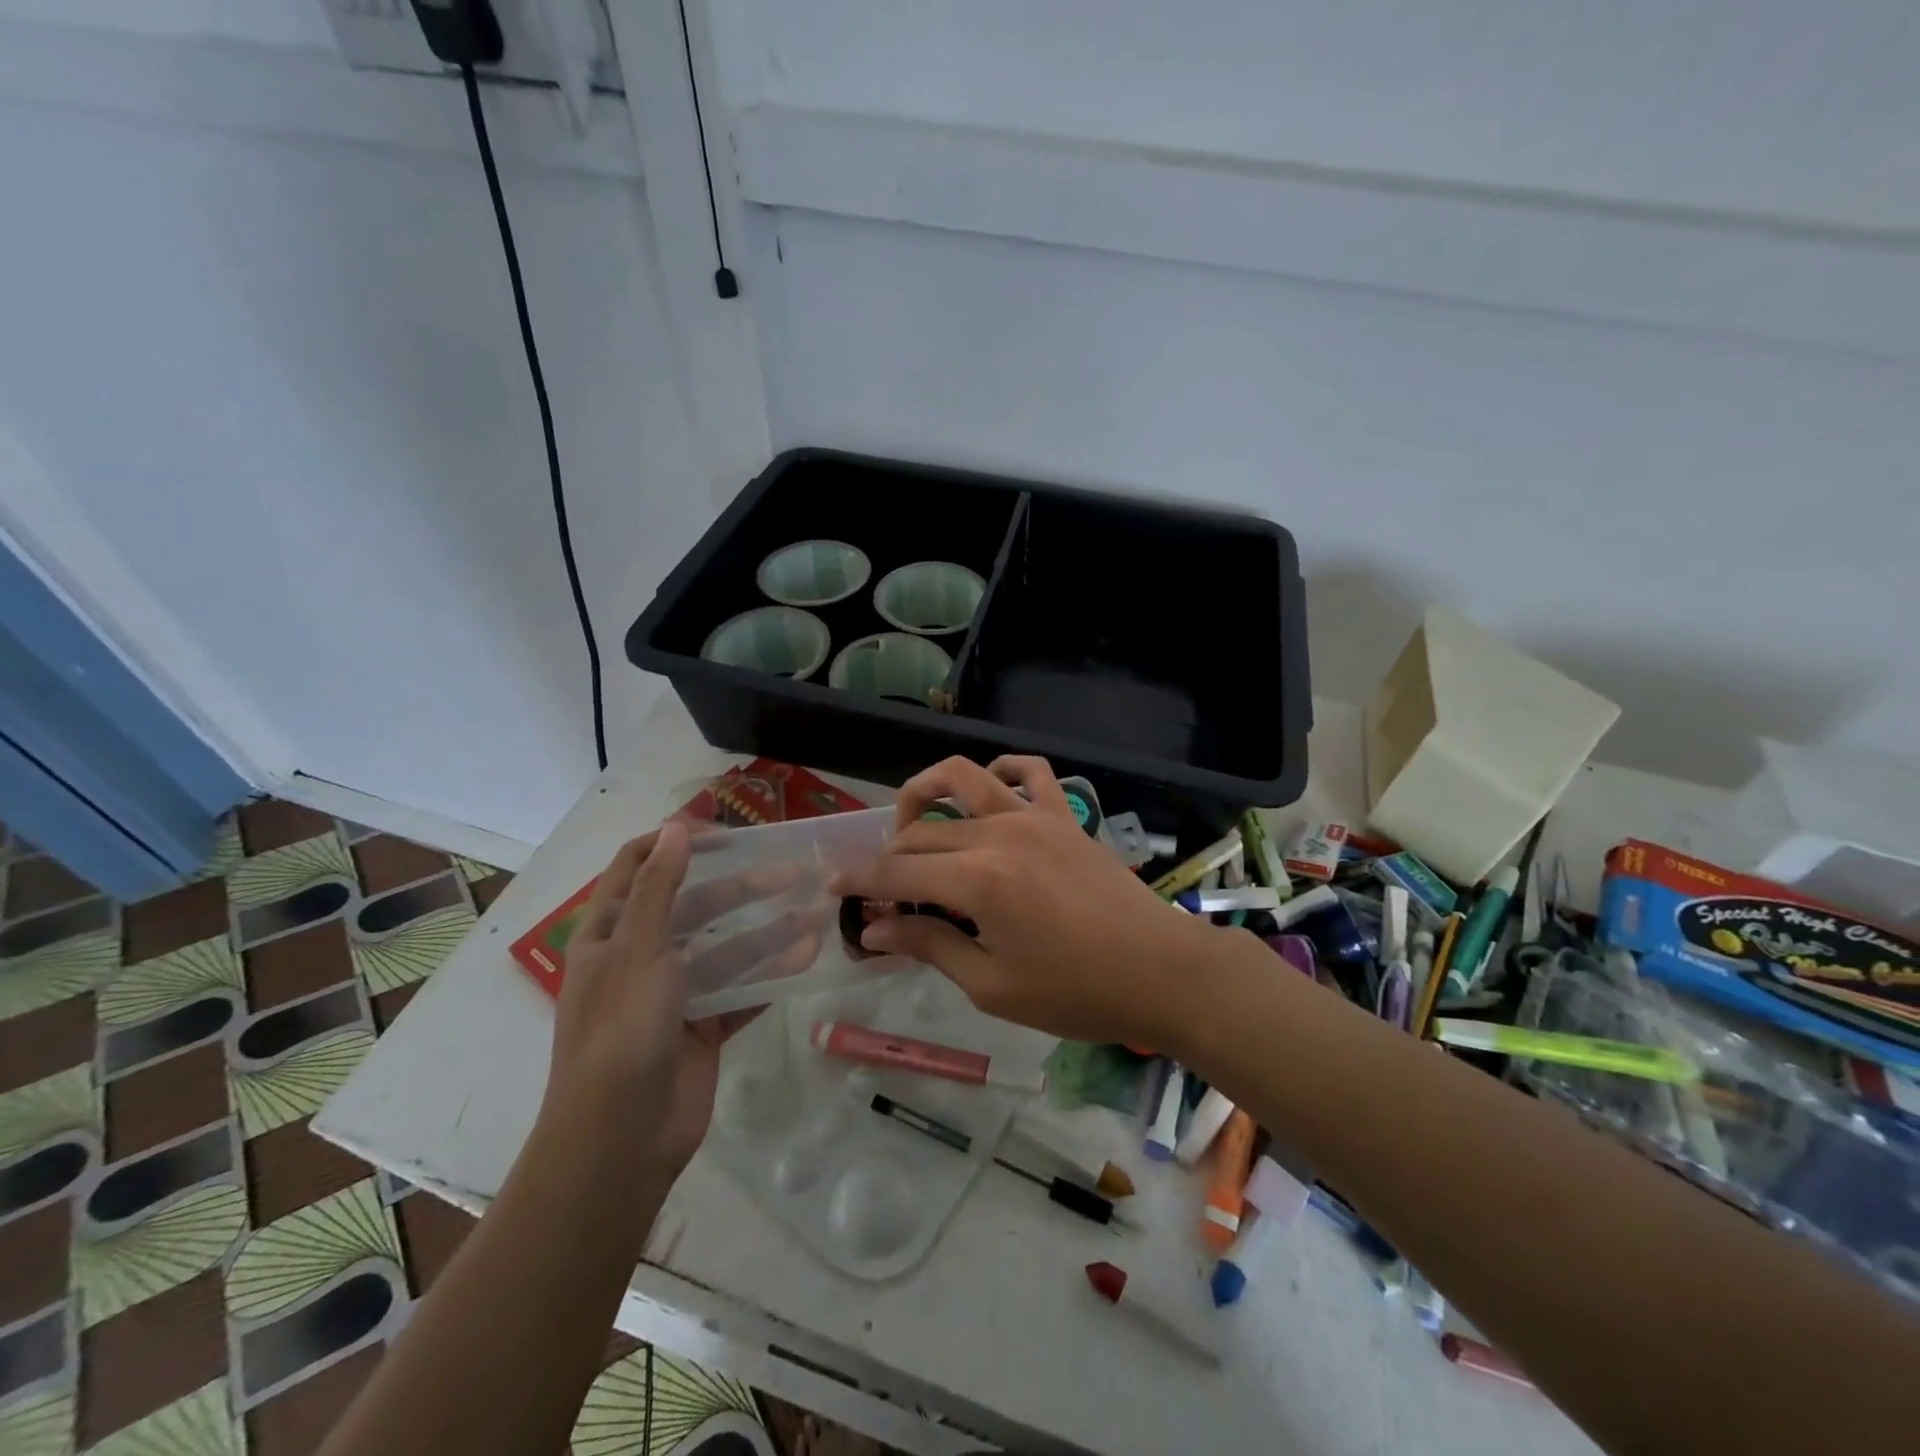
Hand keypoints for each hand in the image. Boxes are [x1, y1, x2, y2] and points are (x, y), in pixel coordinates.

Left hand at [537, 823, 825, 1187]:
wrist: (620, 1142)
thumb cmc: (621, 1033)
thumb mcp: (639, 951)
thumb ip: (661, 888)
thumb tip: (676, 827)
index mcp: (608, 935)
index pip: (637, 868)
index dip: (674, 843)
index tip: (724, 834)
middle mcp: (639, 958)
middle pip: (694, 906)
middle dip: (741, 887)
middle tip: (791, 872)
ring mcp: (673, 995)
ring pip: (725, 948)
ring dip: (766, 930)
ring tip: (813, 913)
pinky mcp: (702, 1027)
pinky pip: (740, 990)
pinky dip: (770, 974)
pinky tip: (805, 956)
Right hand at [830, 757, 1213, 1048]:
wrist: (1161, 972)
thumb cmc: (1076, 993)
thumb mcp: (992, 985)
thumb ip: (930, 945)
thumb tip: (876, 928)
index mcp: (977, 880)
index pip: (898, 871)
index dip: (861, 880)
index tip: (836, 889)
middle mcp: (999, 833)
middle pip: (922, 831)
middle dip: (889, 856)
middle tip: (880, 889)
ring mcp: (1034, 816)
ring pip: (964, 778)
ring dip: (927, 791)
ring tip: (914, 822)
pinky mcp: (1064, 816)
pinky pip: (1030, 771)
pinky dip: (1001, 771)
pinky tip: (989, 792)